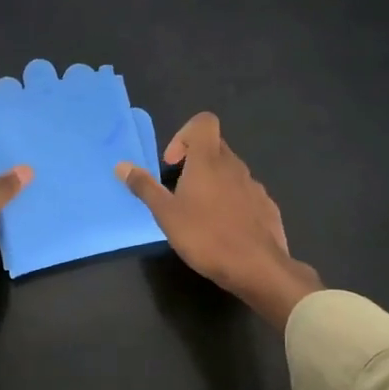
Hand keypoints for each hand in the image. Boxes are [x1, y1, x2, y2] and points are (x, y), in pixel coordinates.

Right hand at [117, 112, 321, 328]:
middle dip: (195, 162)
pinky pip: (245, 194)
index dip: (185, 135)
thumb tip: (121, 165)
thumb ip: (145, 187)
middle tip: (179, 192)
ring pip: (230, 172)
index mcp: (209, 161)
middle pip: (215, 147)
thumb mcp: (166, 214)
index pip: (204, 122)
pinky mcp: (267, 206)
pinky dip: (232, 202)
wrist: (257, 268)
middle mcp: (234, 166)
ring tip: (200, 216)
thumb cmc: (206, 237)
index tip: (173, 164)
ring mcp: (254, 186)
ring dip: (213, 184)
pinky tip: (224, 230)